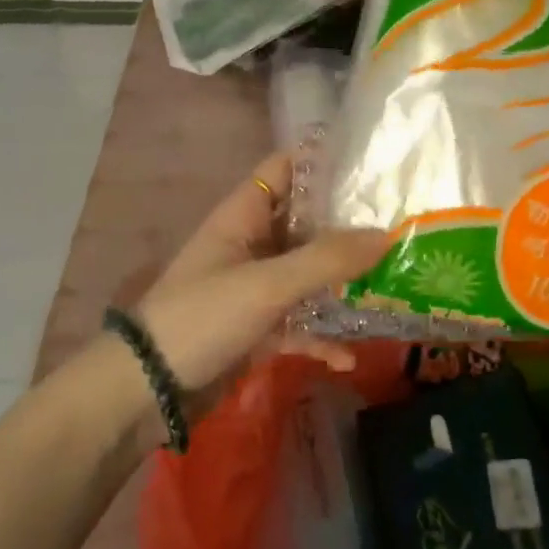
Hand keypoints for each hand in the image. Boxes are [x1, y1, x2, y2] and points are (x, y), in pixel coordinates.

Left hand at [134, 151, 392, 396]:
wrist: (147, 389)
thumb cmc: (202, 317)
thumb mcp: (267, 283)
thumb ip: (326, 259)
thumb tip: (386, 234)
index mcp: (244, 215)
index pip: (286, 168)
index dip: (324, 160)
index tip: (374, 164)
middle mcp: (251, 244)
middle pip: (306, 222)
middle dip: (348, 226)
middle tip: (402, 226)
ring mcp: (254, 288)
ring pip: (308, 275)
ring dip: (342, 283)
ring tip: (392, 286)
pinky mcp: (256, 329)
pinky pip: (298, 325)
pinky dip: (321, 338)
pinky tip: (348, 358)